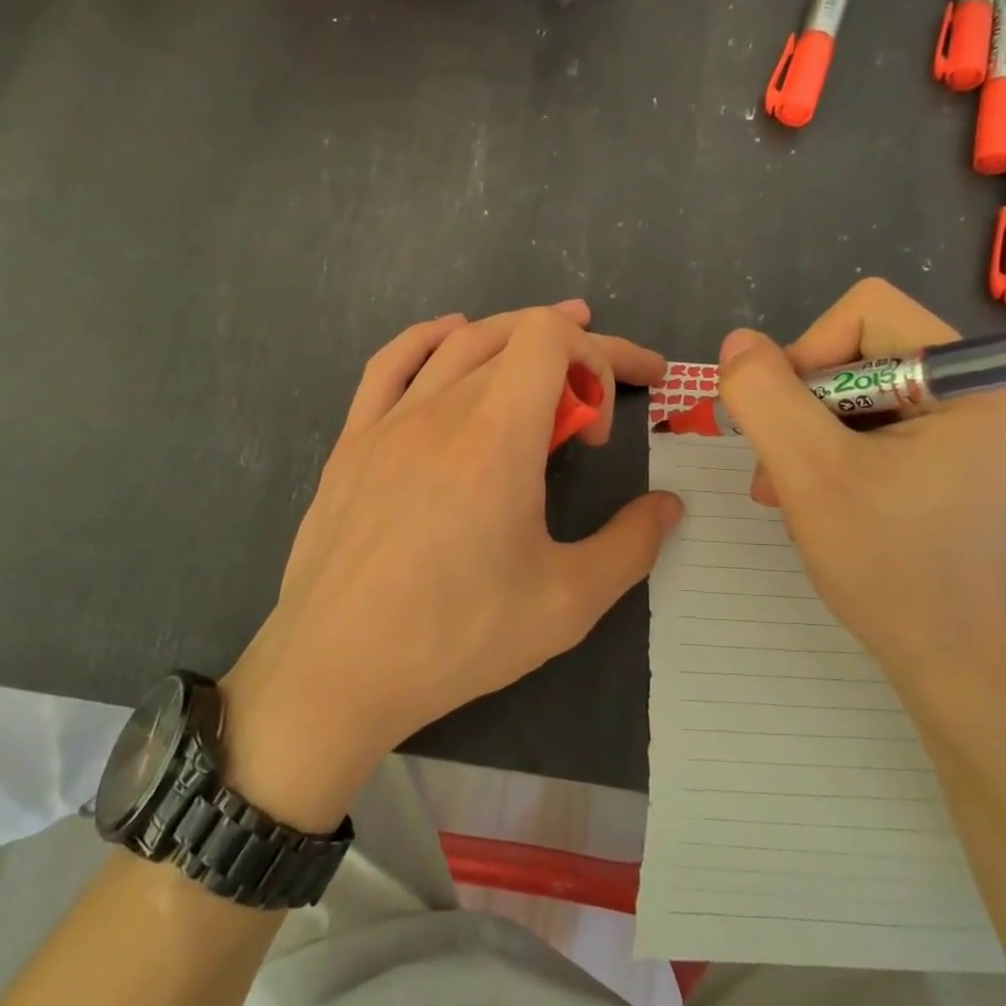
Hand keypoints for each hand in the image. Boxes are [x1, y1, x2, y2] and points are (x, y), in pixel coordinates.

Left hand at [220, 301, 682, 830]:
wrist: (335, 671)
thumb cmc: (455, 637)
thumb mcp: (566, 604)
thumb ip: (631, 546)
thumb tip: (670, 506)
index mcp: (496, 438)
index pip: (550, 338)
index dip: (599, 355)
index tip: (607, 420)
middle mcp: (441, 411)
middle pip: (515, 338)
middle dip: (577, 351)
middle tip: (609, 388)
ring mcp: (389, 422)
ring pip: (459, 343)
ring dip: (513, 335)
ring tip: (551, 347)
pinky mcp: (352, 442)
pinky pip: (390, 364)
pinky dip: (430, 337)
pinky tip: (451, 338)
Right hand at [716, 280, 1005, 689]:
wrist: (948, 663)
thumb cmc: (889, 565)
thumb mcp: (810, 472)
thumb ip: (765, 396)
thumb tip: (738, 341)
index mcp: (970, 380)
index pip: (866, 313)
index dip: (808, 353)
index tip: (785, 421)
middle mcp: (977, 393)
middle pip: (858, 354)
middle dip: (802, 407)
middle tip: (775, 466)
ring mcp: (964, 431)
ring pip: (855, 395)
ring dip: (806, 437)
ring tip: (784, 491)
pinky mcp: (946, 462)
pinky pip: (870, 429)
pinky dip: (828, 457)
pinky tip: (811, 501)